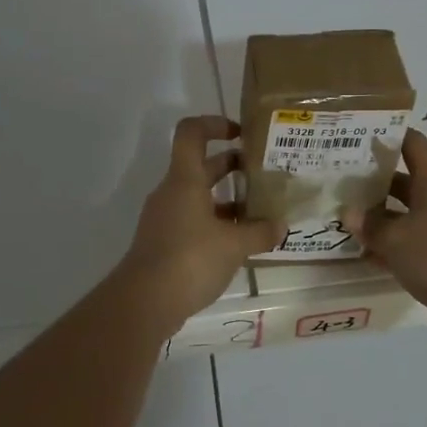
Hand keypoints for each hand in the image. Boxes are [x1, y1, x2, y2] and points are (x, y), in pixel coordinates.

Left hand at [118, 116, 283, 325]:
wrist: (144, 302)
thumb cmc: (190, 259)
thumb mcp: (234, 245)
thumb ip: (260, 232)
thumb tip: (282, 226)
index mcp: (184, 180)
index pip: (192, 132)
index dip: (215, 124)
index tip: (241, 134)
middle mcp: (172, 192)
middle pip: (201, 165)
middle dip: (232, 165)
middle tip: (264, 173)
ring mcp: (166, 218)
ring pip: (199, 196)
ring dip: (228, 198)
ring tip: (261, 211)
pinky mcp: (165, 242)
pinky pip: (194, 220)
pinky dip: (217, 223)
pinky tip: (241, 242)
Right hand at [343, 129, 426, 330]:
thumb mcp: (394, 237)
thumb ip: (370, 224)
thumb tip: (349, 213)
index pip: (413, 145)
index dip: (392, 134)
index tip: (363, 133)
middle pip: (402, 182)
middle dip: (373, 182)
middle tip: (340, 181)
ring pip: (401, 216)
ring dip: (377, 217)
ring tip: (343, 217)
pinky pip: (405, 245)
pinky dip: (385, 247)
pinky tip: (360, 253)